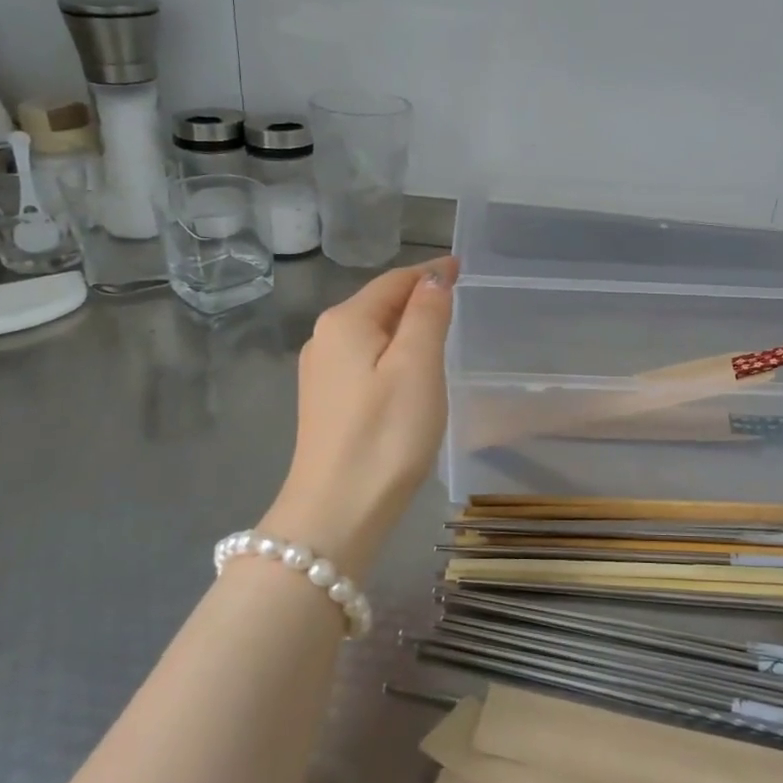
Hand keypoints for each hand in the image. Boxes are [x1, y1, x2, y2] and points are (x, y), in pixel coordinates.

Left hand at [263, 257, 456, 562]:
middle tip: (458, 299)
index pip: (395, 281)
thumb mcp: (418, 366)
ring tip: (441, 333)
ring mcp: (320, 372)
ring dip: (404, 327)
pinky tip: (409, 372)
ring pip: (371, 333)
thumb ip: (427, 315)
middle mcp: (325, 337)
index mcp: (346, 321)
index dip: (430, 273)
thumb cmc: (386, 434)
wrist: (336, 512)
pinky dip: (391, 354)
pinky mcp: (325, 402)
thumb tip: (434, 278)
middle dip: (417, 297)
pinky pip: (364, 360)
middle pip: (379, 303)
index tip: (462, 269)